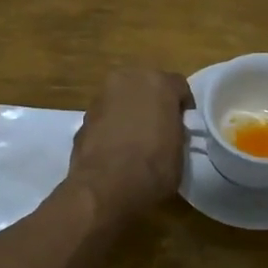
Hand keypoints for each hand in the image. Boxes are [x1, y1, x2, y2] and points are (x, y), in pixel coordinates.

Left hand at [68, 67, 193, 221]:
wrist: (105, 187)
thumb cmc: (153, 168)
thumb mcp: (180, 151)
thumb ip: (176, 131)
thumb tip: (170, 131)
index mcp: (158, 83)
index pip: (179, 86)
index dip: (183, 107)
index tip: (185, 126)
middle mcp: (128, 80)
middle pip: (147, 86)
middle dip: (154, 103)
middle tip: (160, 128)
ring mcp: (102, 97)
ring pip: (123, 99)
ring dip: (130, 112)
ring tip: (136, 140)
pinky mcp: (83, 117)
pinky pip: (106, 116)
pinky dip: (112, 126)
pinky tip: (116, 149)